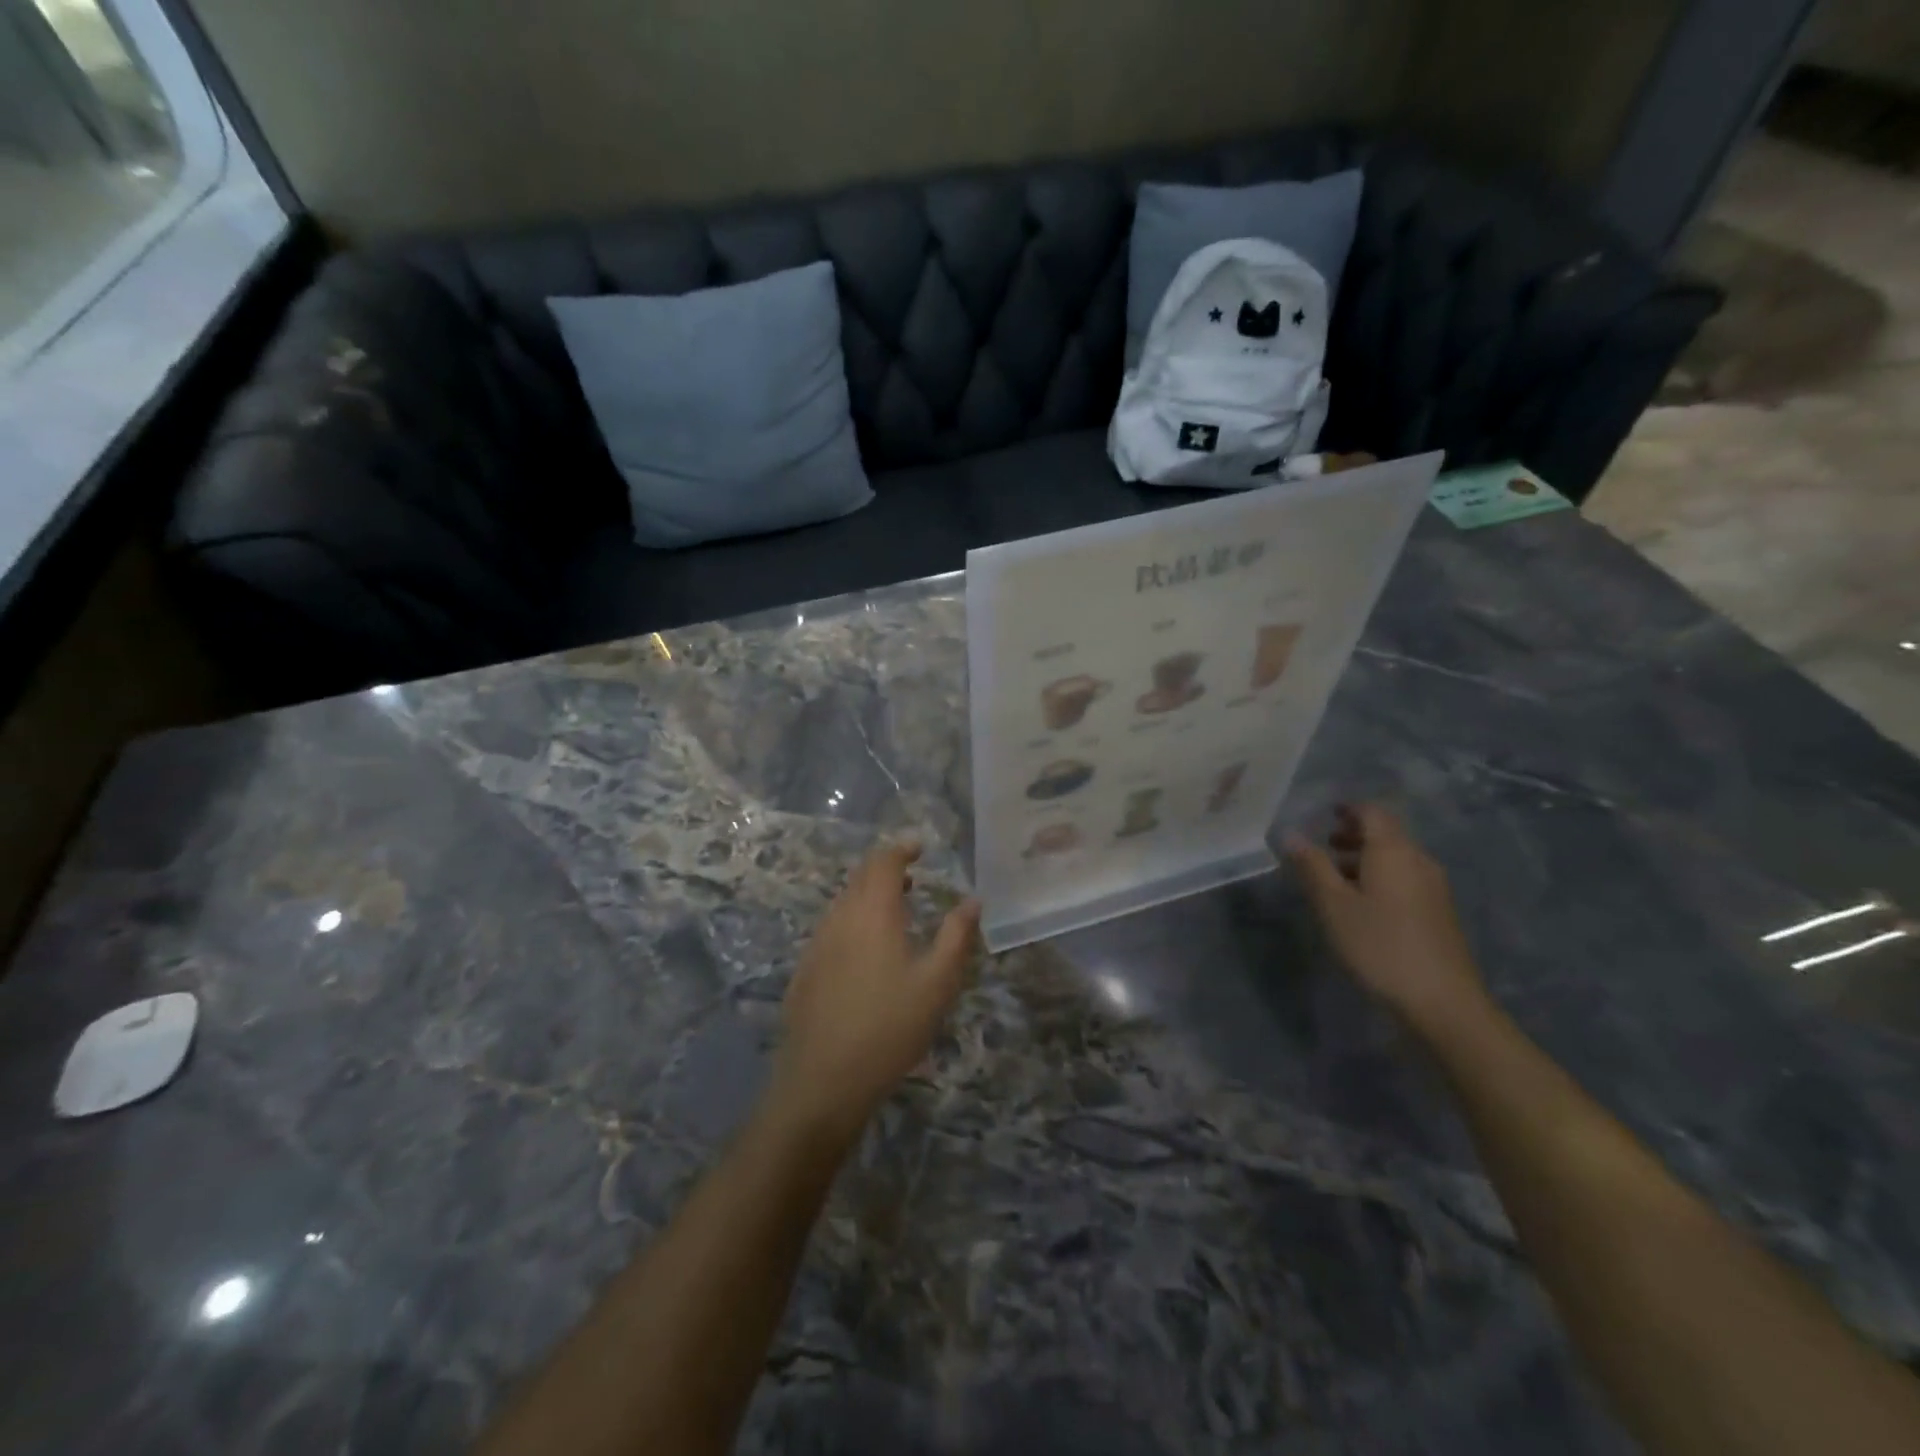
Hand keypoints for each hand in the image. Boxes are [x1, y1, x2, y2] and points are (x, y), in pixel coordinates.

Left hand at [770, 840, 980, 1143]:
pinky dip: (852, 921)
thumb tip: (973, 900)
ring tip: (894, 910)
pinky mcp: (805, 970)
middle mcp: (840, 918)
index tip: (920, 847)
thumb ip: (957, 936)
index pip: (884, 862)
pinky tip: (866, 951)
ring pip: (843, 903)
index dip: (902, 849)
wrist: (823, 1080)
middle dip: (885, 868)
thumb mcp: (938, 982)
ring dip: (868, 895)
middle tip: (911, 876)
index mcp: (873, 912)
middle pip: (859, 877)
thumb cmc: (890, 1027)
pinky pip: (831, 928)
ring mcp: (817, 944)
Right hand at [1286, 804, 1489, 1035]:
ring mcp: (1434, 887)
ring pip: (1397, 858)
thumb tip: (1292, 835)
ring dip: (1366, 858)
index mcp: (1393, 851)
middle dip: (1355, 834)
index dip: (1348, 809)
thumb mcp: (1333, 905)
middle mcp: (1418, 860)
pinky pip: (1406, 878)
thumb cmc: (1379, 945)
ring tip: (1336, 878)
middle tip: (1324, 846)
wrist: (1442, 1002)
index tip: (1325, 814)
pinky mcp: (1439, 912)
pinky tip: (1363, 904)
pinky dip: (1381, 877)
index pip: (1372, 812)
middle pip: (1387, 834)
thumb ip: (1312, 866)